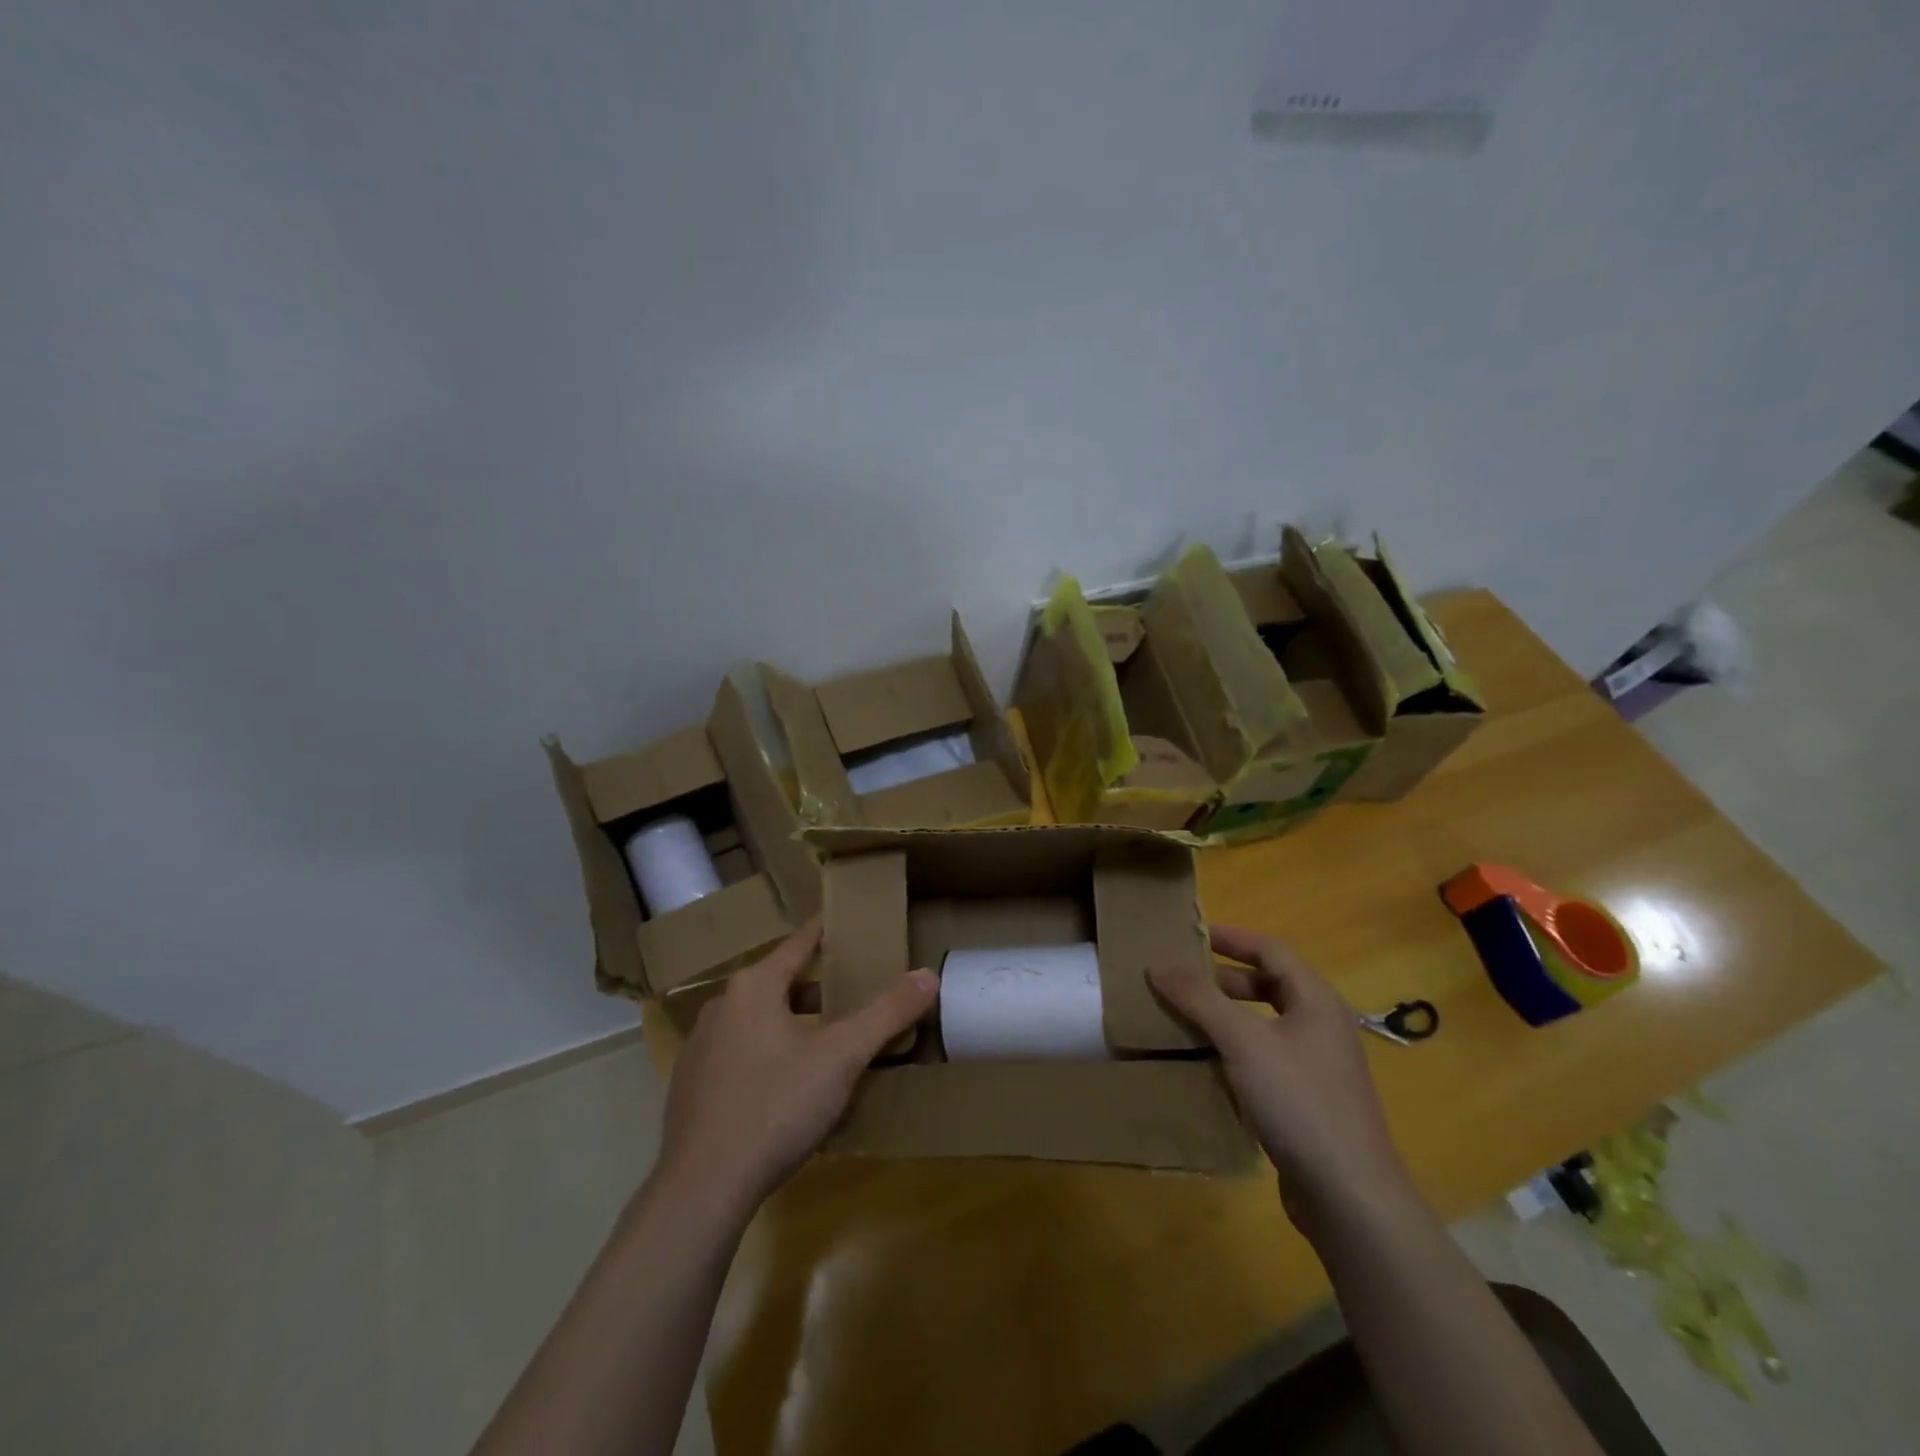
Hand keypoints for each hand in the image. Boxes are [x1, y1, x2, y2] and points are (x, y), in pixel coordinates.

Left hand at [653, 921, 938, 1216]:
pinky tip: (786, 1089)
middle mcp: (721, 1007)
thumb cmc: (776, 1106)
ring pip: (756, 1021)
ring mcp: (699, 1049)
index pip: (797, 945)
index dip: (823, 932)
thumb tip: (929, 974)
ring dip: (791, 1024)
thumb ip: (887, 1013)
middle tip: (850, 995)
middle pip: (777, 984)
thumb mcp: (842, 1057)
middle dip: (815, 989)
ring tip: (825, 1044)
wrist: (702, 1189)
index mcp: (753, 988)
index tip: (841, 921)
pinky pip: (738, 1055)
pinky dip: (766, 1056)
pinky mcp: (690, 1089)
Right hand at [1149, 925, 1413, 1238]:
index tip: (1190, 937)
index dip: (1231, 938)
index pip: (1270, 951)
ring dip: (1226, 1018)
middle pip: (1269, 987)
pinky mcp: (1307, 1103)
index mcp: (1316, 1001)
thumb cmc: (1299, 1101)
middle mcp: (1321, 1027)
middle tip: (1181, 981)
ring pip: (1264, 1026)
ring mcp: (1317, 1068)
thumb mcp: (1242, 1041)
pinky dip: (1234, 1053)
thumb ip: (1199, 998)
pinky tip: (1206, 1067)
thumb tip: (1158, 963)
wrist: (1349, 1197)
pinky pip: (1265, 1061)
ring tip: (1184, 1020)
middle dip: (1223, 980)